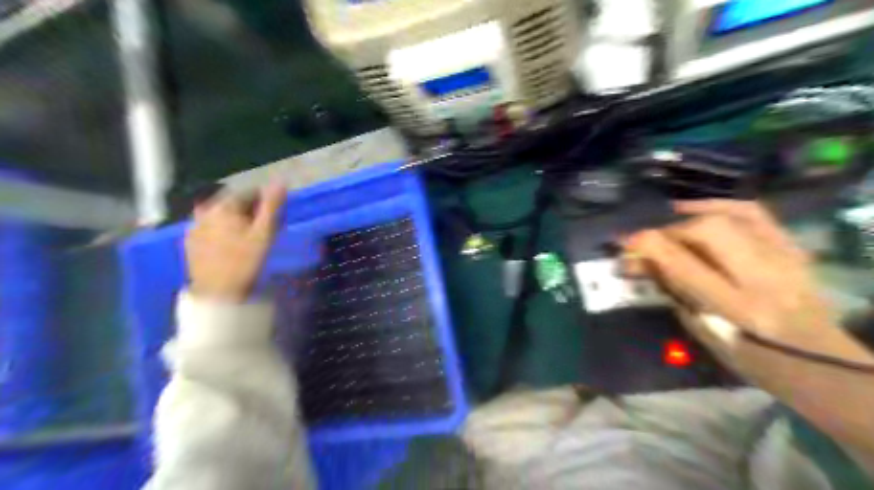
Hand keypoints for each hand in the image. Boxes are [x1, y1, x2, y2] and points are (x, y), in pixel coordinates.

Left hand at [185, 185, 287, 299]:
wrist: (217, 293)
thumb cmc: (245, 261)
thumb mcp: (264, 233)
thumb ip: (272, 205)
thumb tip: (280, 181)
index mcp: (223, 206)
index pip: (249, 192)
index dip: (265, 204)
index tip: (274, 219)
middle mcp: (204, 211)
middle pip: (233, 204)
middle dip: (250, 212)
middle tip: (263, 231)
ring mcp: (194, 226)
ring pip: (221, 217)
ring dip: (235, 222)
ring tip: (247, 240)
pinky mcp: (190, 242)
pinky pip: (210, 229)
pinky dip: (222, 232)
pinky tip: (231, 248)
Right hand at [624, 200, 835, 358]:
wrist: (822, 364)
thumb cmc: (752, 359)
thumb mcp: (704, 330)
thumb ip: (673, 290)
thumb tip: (641, 261)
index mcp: (738, 309)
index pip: (685, 264)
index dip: (650, 246)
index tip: (626, 241)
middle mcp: (765, 278)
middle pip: (710, 230)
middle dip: (670, 230)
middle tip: (651, 240)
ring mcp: (785, 258)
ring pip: (731, 216)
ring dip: (690, 216)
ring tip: (669, 220)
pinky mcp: (794, 248)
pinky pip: (755, 212)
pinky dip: (720, 204)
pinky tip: (696, 207)